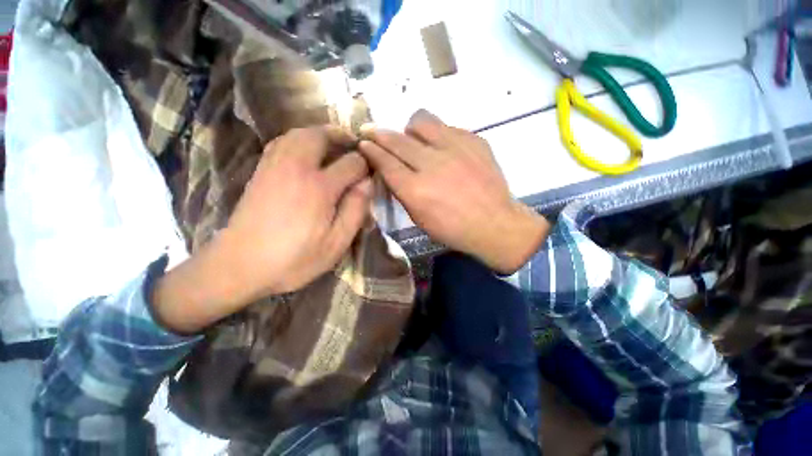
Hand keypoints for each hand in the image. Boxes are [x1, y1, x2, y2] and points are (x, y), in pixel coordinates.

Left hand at [153, 127, 371, 332]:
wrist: (240, 266)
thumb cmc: (295, 259)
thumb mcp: (336, 243)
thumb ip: (355, 210)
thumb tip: (368, 183)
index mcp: (319, 188)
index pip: (351, 163)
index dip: (365, 165)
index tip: (371, 172)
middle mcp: (296, 168)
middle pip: (320, 136)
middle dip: (340, 136)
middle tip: (352, 143)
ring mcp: (274, 167)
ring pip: (297, 134)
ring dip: (318, 133)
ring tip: (332, 143)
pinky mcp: (260, 172)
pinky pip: (281, 142)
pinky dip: (297, 139)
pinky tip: (304, 151)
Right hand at [359, 110, 549, 273]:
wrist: (494, 223)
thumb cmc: (453, 229)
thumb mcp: (419, 219)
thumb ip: (402, 192)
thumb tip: (390, 170)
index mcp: (416, 190)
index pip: (385, 162)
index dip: (371, 150)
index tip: (363, 143)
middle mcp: (432, 164)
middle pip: (397, 139)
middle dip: (379, 133)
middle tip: (371, 131)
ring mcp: (455, 148)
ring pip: (421, 122)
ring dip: (410, 129)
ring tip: (412, 138)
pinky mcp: (474, 140)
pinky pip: (447, 127)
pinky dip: (438, 135)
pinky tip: (442, 148)